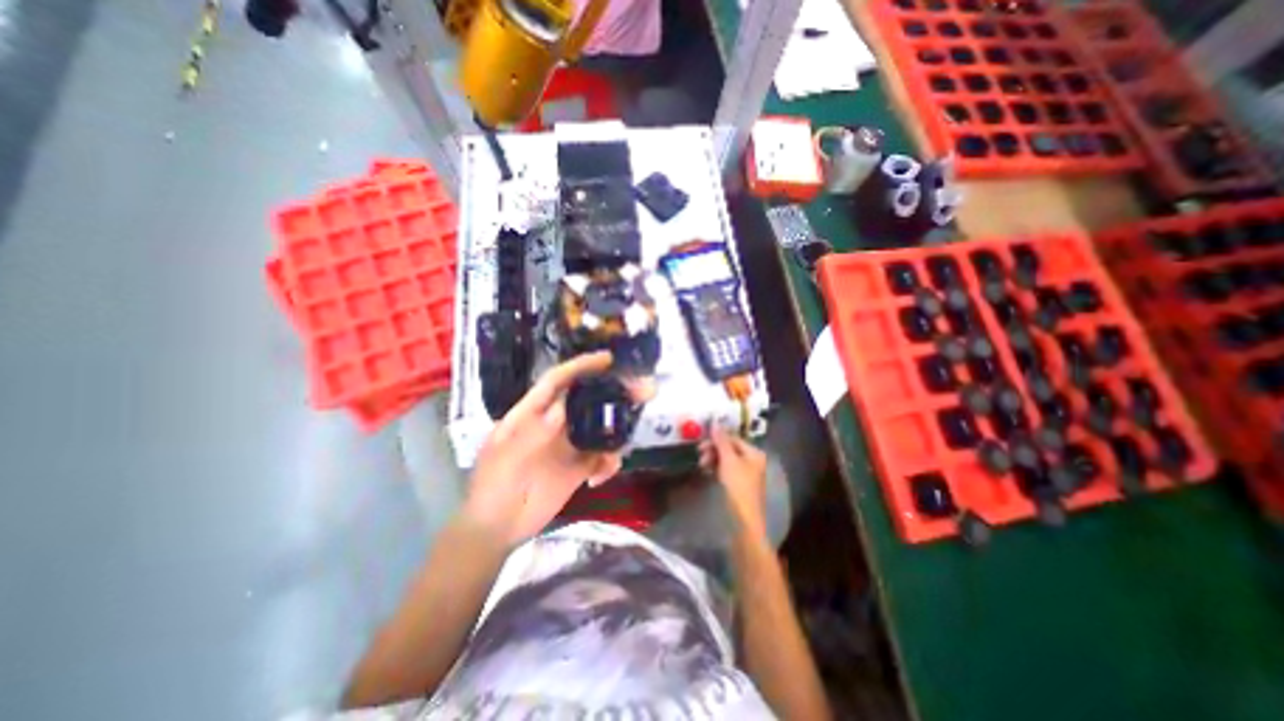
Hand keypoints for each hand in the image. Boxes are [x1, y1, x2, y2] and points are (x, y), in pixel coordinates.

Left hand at [464, 353, 623, 547]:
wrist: (496, 530)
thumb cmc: (494, 486)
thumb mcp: (509, 454)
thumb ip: (537, 430)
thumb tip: (565, 405)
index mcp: (532, 413)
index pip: (557, 380)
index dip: (581, 366)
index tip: (609, 359)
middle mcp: (553, 423)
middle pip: (586, 400)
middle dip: (612, 394)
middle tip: (641, 393)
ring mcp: (566, 445)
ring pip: (598, 428)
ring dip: (614, 434)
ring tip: (617, 450)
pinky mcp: (577, 467)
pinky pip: (600, 456)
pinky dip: (608, 462)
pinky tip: (602, 476)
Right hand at [698, 424, 765, 537]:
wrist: (744, 520)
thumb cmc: (738, 487)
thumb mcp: (728, 461)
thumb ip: (721, 441)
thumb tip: (715, 422)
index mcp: (754, 453)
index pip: (733, 438)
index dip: (717, 438)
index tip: (701, 443)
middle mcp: (751, 461)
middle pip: (729, 448)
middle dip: (713, 449)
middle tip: (699, 454)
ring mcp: (745, 473)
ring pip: (726, 459)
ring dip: (713, 459)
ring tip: (702, 465)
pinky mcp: (738, 484)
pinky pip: (725, 470)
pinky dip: (716, 468)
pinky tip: (707, 471)